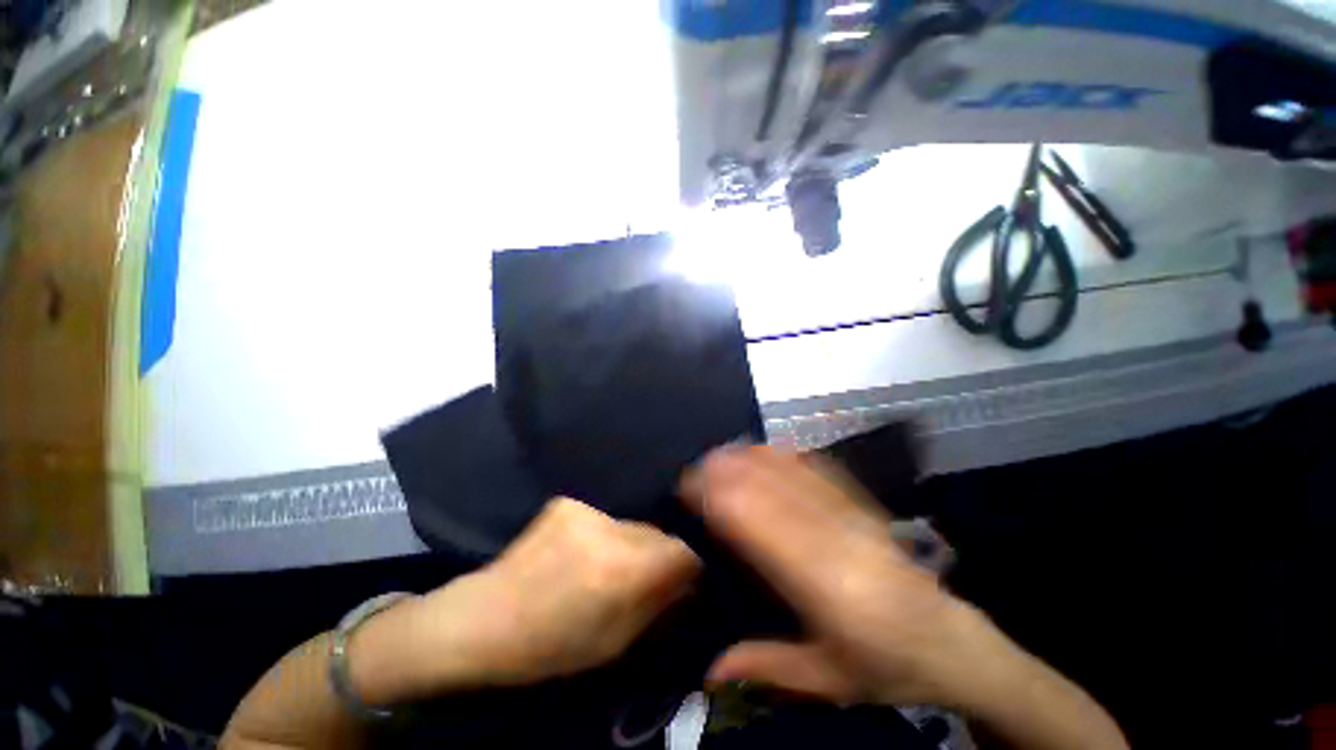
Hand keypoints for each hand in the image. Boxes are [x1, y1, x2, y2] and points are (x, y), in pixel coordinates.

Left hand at [360, 497, 701, 698]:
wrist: (481, 620)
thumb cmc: (551, 646)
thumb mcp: (616, 642)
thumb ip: (661, 606)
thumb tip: (693, 581)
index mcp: (622, 570)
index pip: (684, 550)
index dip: (692, 563)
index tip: (689, 576)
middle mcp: (609, 529)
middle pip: (659, 532)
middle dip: (660, 552)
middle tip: (647, 574)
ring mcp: (584, 509)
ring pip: (633, 522)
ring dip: (633, 541)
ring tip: (612, 563)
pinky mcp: (567, 501)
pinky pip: (605, 516)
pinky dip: (606, 532)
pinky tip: (586, 550)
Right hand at [680, 446, 1128, 749]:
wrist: (951, 643)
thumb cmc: (885, 666)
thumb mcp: (827, 681)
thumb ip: (767, 667)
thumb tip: (708, 672)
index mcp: (824, 585)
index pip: (760, 527)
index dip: (722, 500)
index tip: (691, 489)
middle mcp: (836, 540)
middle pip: (771, 490)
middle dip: (729, 473)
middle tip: (696, 468)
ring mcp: (853, 517)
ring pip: (793, 473)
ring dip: (753, 458)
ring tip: (721, 454)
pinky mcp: (864, 506)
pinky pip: (819, 470)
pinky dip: (786, 456)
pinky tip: (766, 450)